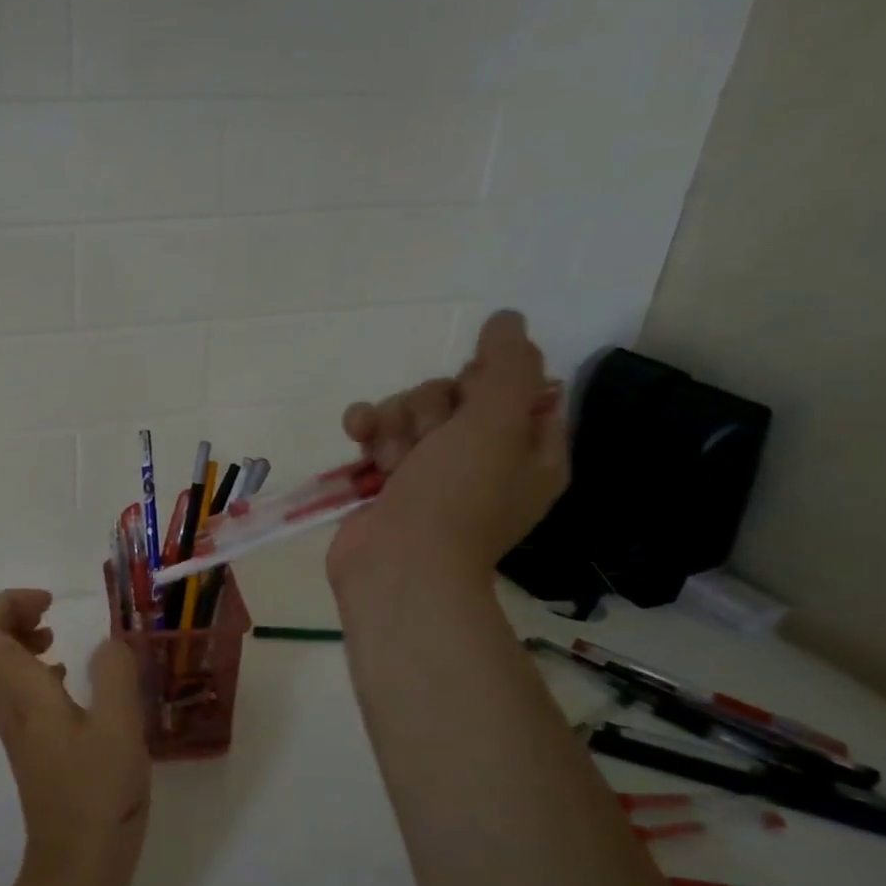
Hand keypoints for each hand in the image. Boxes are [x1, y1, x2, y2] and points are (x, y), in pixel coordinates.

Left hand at [0, 590, 149, 885]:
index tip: (51, 605)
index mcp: (21, 694)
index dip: (7, 604)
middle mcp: (6, 706)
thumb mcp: (120, 730)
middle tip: (47, 620)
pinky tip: (66, 682)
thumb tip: (108, 642)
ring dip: (14, 644)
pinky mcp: (26, 748)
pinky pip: (8, 693)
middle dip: (4, 619)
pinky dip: (27, 672)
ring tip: (57, 643)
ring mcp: (11, 730)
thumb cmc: (98, 799)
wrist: (75, 873)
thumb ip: (114, 676)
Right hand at [327, 310, 567, 603]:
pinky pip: (376, 430)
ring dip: (394, 423)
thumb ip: (508, 364)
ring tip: (390, 458)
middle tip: (428, 442)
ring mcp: (431, 470)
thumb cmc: (457, 498)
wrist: (397, 567)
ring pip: (410, 409)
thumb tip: (507, 319)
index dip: (488, 381)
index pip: (517, 387)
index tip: (472, 395)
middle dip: (430, 409)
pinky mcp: (387, 479)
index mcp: (528, 451)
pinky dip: (365, 428)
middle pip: (453, 394)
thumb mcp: (497, 423)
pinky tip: (357, 434)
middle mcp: (483, 458)